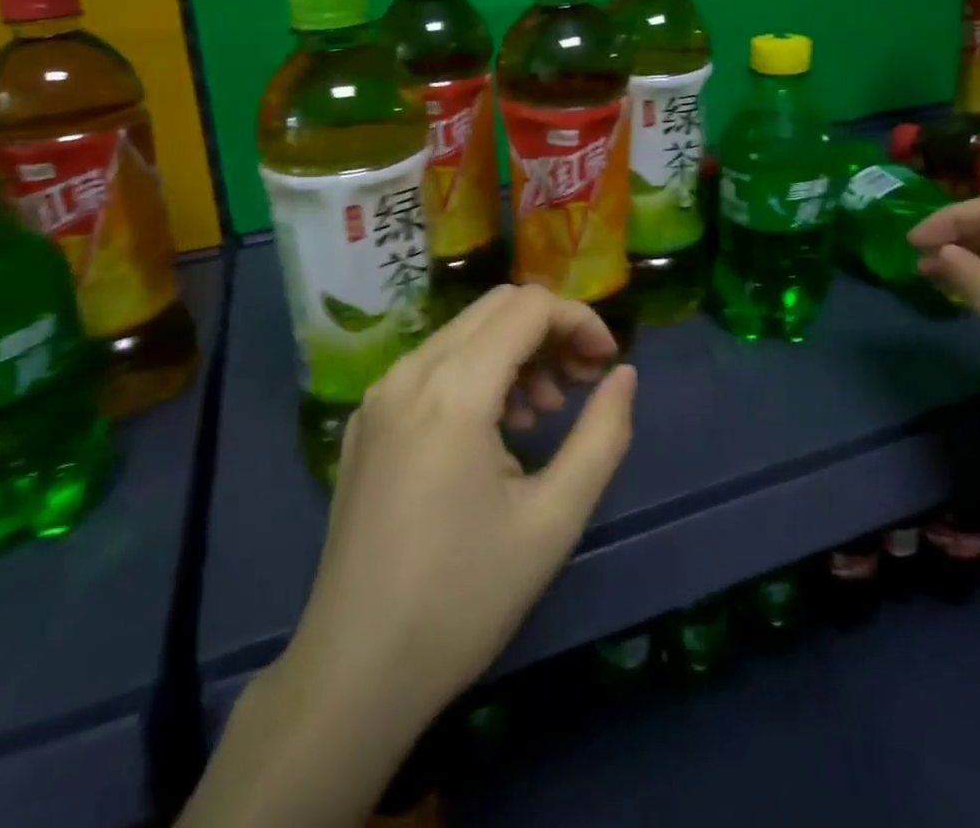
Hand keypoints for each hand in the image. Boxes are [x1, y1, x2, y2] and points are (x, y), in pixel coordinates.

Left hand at [287, 285, 636, 730]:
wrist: (355, 672)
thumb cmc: (464, 598)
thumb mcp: (553, 520)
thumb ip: (602, 436)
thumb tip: (625, 375)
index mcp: (453, 389)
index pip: (529, 307)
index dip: (580, 320)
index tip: (608, 364)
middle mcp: (409, 372)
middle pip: (496, 307)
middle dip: (550, 330)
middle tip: (582, 383)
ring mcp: (380, 393)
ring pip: (463, 332)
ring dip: (515, 352)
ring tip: (543, 413)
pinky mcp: (367, 419)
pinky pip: (432, 365)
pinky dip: (476, 372)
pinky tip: (494, 430)